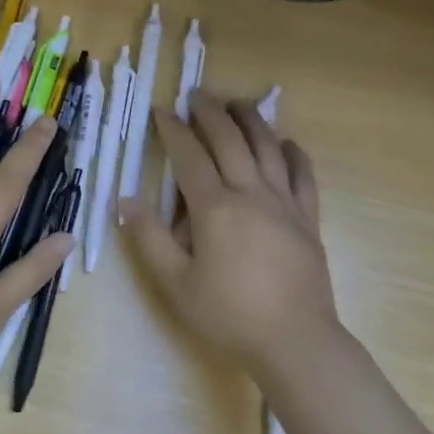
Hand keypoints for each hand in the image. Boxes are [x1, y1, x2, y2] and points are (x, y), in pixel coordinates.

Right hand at [123, 93, 337, 381]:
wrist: (294, 339)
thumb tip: (124, 201)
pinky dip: (293, 153)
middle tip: (198, 94)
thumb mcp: (175, 283)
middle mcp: (251, 193)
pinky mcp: (308, 218)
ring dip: (252, 121)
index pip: (190, 157)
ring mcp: (285, 203)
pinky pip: (303, 174)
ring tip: (239, 104)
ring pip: (268, 148)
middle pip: (230, 141)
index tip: (162, 111)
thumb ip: (149, 239)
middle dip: (211, 113)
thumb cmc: (228, 314)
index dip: (174, 131)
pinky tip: (286, 143)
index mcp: (215, 208)